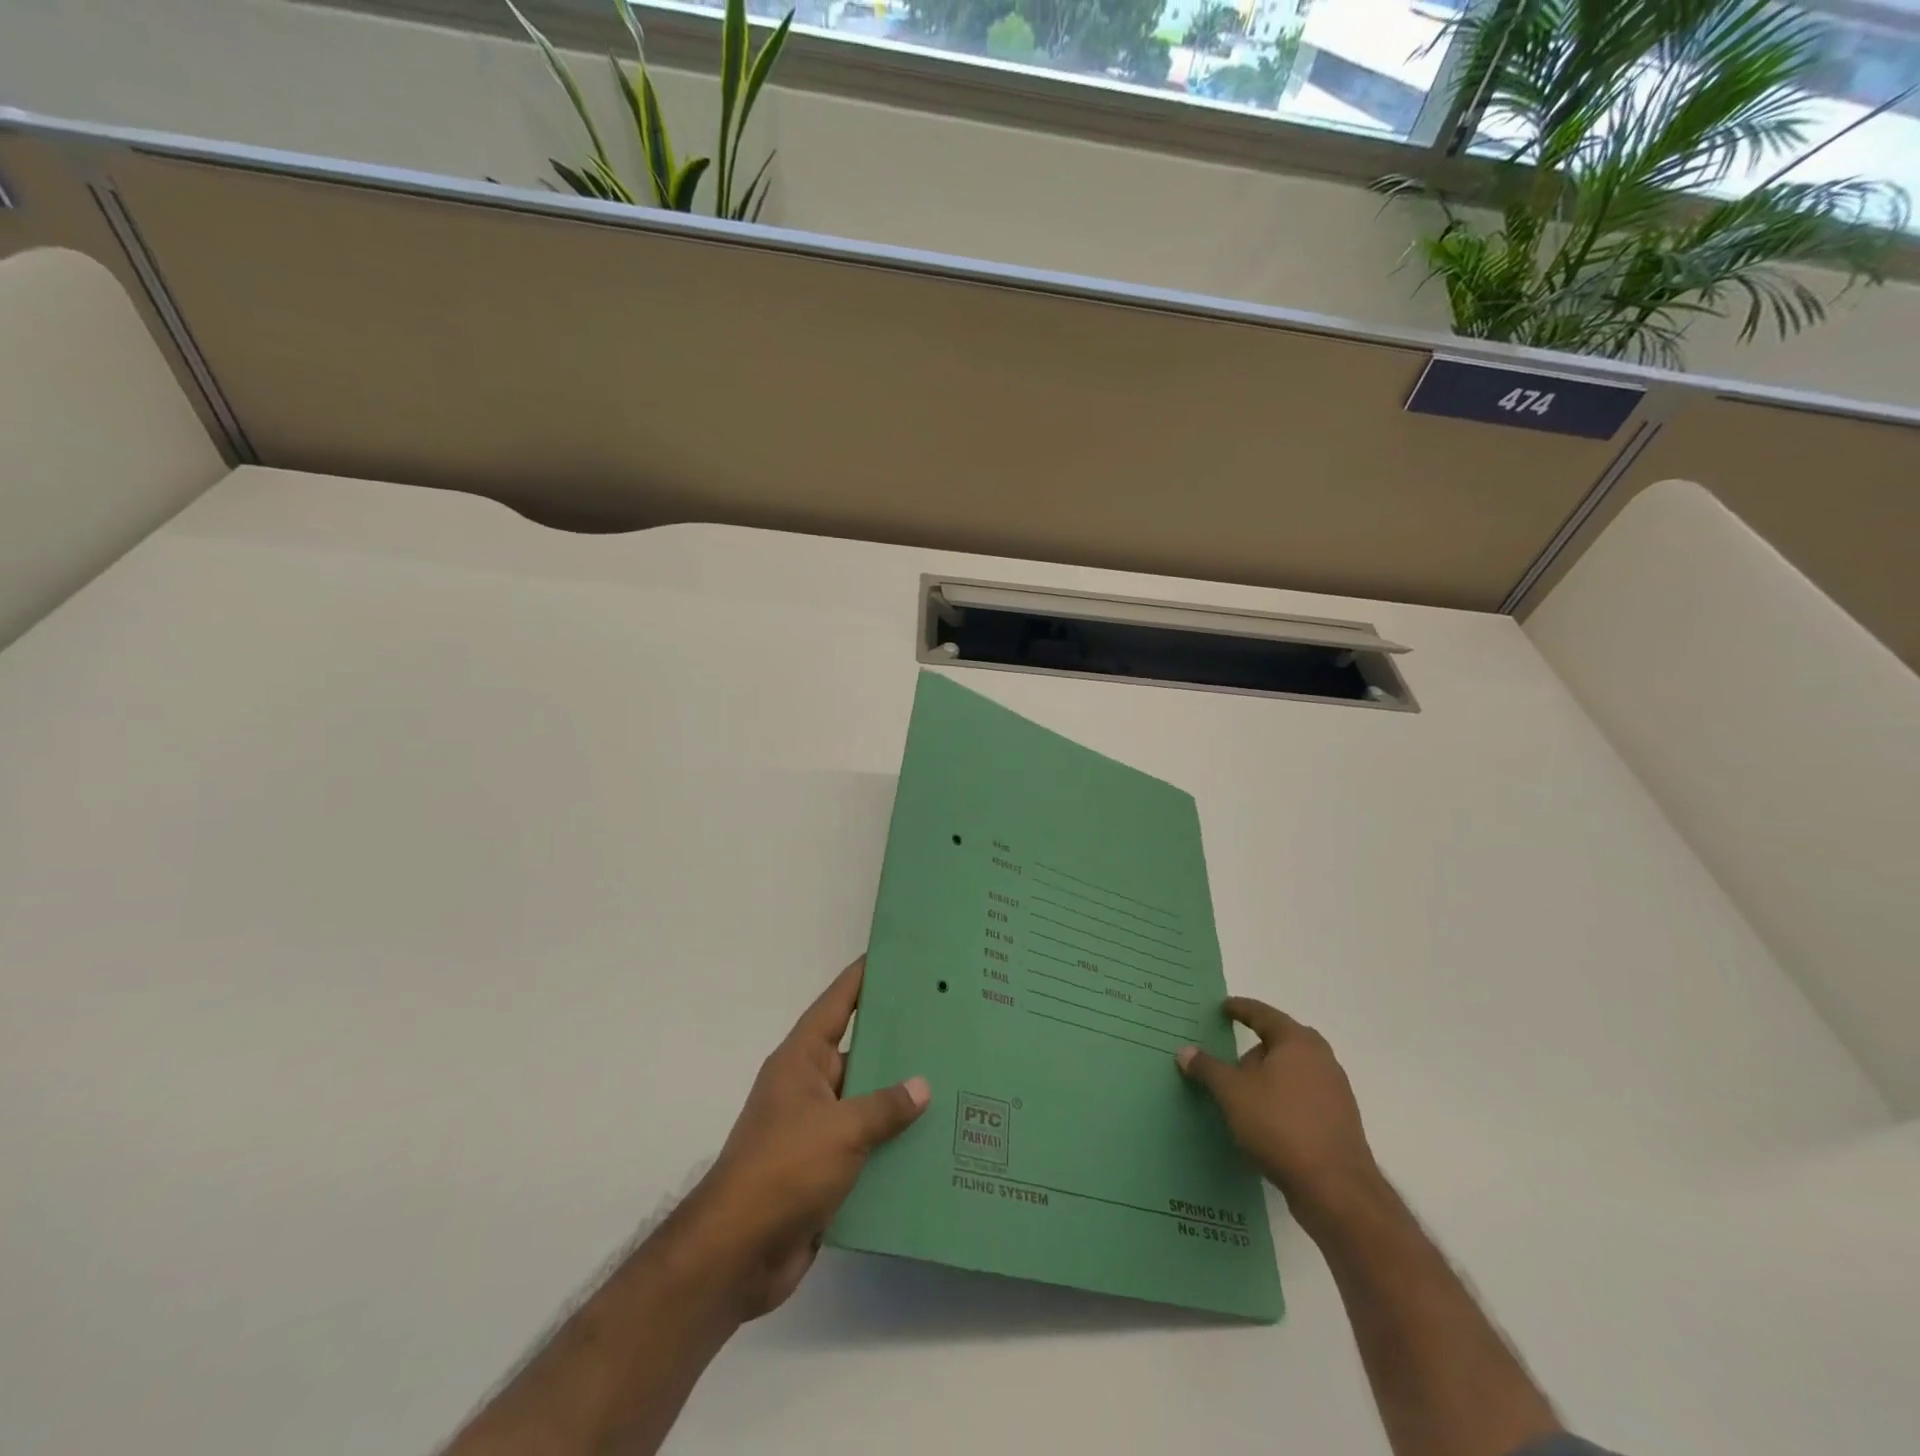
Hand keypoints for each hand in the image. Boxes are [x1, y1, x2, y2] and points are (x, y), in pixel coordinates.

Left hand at [683, 956, 928, 1319]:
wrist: (737, 1253)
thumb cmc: (785, 1169)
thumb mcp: (841, 1129)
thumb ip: (884, 1106)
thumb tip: (921, 1086)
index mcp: (802, 1060)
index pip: (837, 1004)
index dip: (863, 978)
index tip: (896, 958)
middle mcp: (808, 1087)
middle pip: (858, 1053)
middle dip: (898, 1043)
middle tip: (946, 1026)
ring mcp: (815, 1130)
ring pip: (865, 1103)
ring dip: (900, 1100)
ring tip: (954, 1084)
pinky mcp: (823, 1171)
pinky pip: (865, 1146)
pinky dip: (893, 1145)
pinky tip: (933, 1144)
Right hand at [1176, 997, 1381, 1227]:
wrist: (1336, 1189)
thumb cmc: (1280, 1126)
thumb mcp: (1232, 1093)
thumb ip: (1208, 1068)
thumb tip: (1185, 1051)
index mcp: (1297, 1042)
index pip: (1263, 1014)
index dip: (1241, 1009)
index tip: (1224, 1006)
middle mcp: (1321, 1059)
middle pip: (1281, 1042)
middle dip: (1255, 1048)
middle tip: (1230, 1058)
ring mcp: (1335, 1090)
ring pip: (1293, 1071)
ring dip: (1268, 1076)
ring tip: (1243, 1092)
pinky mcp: (1339, 1120)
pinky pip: (1302, 1095)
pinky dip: (1282, 1097)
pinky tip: (1266, 1118)